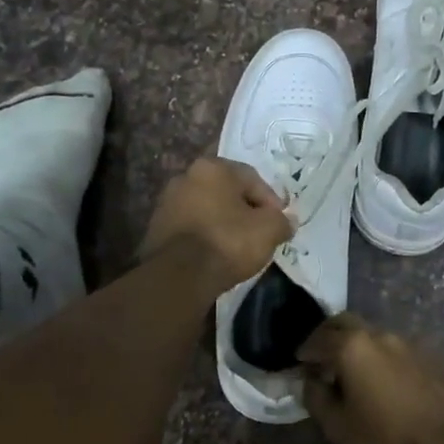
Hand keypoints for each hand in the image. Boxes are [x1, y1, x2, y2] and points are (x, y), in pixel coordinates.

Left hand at [140, 156, 292, 290]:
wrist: (179, 275)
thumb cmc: (228, 242)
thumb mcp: (269, 230)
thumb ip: (282, 221)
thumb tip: (287, 221)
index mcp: (213, 168)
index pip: (253, 179)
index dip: (271, 202)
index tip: (279, 224)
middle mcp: (186, 176)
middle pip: (227, 192)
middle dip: (246, 211)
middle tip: (260, 234)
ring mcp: (167, 202)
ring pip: (207, 209)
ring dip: (224, 223)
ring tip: (238, 247)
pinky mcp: (156, 227)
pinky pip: (192, 227)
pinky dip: (205, 236)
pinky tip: (215, 255)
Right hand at [297, 314, 443, 443]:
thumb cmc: (387, 439)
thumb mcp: (338, 428)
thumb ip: (316, 398)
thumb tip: (309, 380)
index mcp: (353, 346)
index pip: (318, 338)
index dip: (305, 350)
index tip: (300, 362)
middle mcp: (381, 334)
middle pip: (347, 322)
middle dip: (330, 334)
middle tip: (323, 355)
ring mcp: (411, 342)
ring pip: (376, 333)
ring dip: (360, 345)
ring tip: (357, 369)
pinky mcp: (435, 355)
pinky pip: (401, 349)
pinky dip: (387, 358)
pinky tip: (390, 380)